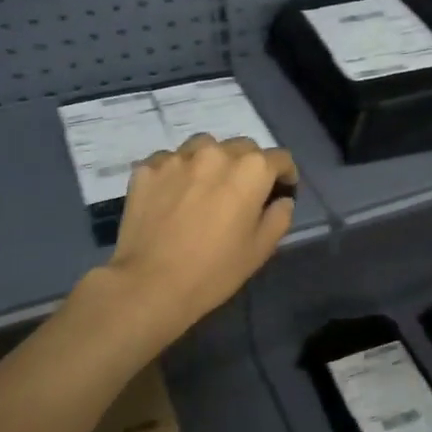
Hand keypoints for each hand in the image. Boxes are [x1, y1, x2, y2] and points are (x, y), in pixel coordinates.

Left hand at [98, 133, 296, 348]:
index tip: (281, 191)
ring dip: (212, 162)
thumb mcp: (260, 249)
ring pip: (204, 146)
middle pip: (242, 147)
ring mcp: (177, 157)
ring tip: (205, 187)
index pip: (279, 158)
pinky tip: (173, 196)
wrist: (150, 284)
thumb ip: (279, 217)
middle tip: (242, 193)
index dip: (285, 174)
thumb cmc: (214, 270)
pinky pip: (170, 161)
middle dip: (249, 166)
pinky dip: (178, 173)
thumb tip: (281, 200)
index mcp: (250, 170)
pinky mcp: (147, 168)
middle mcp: (216, 153)